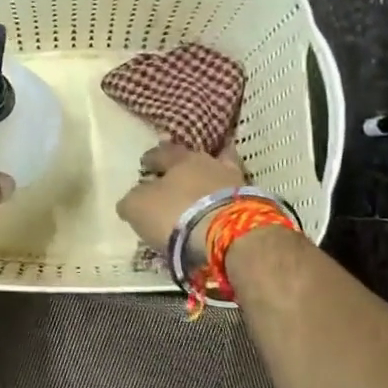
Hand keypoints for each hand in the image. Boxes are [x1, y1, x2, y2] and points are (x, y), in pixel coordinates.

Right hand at [116, 140, 246, 251]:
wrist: (230, 235)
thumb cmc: (176, 215)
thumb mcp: (139, 207)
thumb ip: (133, 199)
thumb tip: (133, 199)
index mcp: (180, 159)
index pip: (162, 152)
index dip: (152, 158)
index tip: (145, 164)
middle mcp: (210, 163)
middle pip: (195, 159)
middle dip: (185, 166)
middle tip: (176, 177)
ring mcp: (236, 182)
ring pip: (220, 175)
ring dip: (210, 182)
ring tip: (202, 194)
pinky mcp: (254, 204)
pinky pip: (234, 198)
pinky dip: (226, 202)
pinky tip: (220, 210)